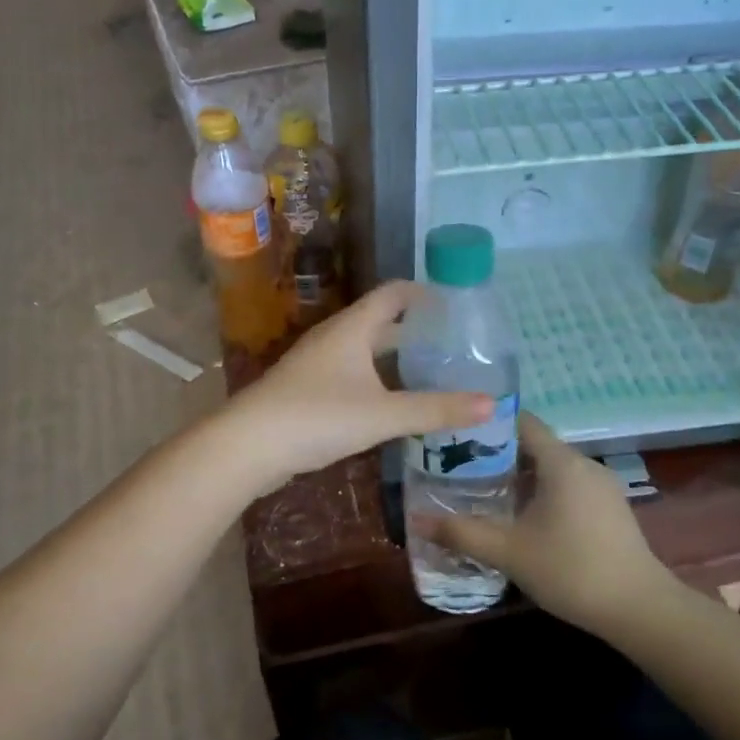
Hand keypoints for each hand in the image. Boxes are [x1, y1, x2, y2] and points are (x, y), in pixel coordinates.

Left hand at [219, 280, 492, 495]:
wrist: (248, 446)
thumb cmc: (317, 417)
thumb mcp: (383, 414)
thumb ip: (435, 409)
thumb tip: (492, 404)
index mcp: (352, 328)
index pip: (393, 294)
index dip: (424, 293)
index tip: (455, 304)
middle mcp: (334, 337)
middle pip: (380, 322)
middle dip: (414, 330)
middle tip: (452, 344)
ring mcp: (316, 364)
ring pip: (364, 350)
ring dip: (394, 357)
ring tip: (429, 371)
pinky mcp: (306, 390)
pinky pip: (350, 374)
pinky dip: (375, 379)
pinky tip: (390, 402)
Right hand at [414, 412, 670, 636]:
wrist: (641, 609)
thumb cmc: (571, 569)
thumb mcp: (509, 552)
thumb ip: (462, 533)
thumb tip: (416, 521)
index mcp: (561, 462)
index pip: (521, 422)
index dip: (488, 424)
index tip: (457, 435)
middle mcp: (583, 464)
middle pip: (534, 445)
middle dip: (497, 455)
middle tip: (459, 469)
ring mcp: (602, 487)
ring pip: (552, 469)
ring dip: (520, 477)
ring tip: (484, 494)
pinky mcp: (611, 509)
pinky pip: (568, 487)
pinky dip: (543, 493)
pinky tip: (523, 520)